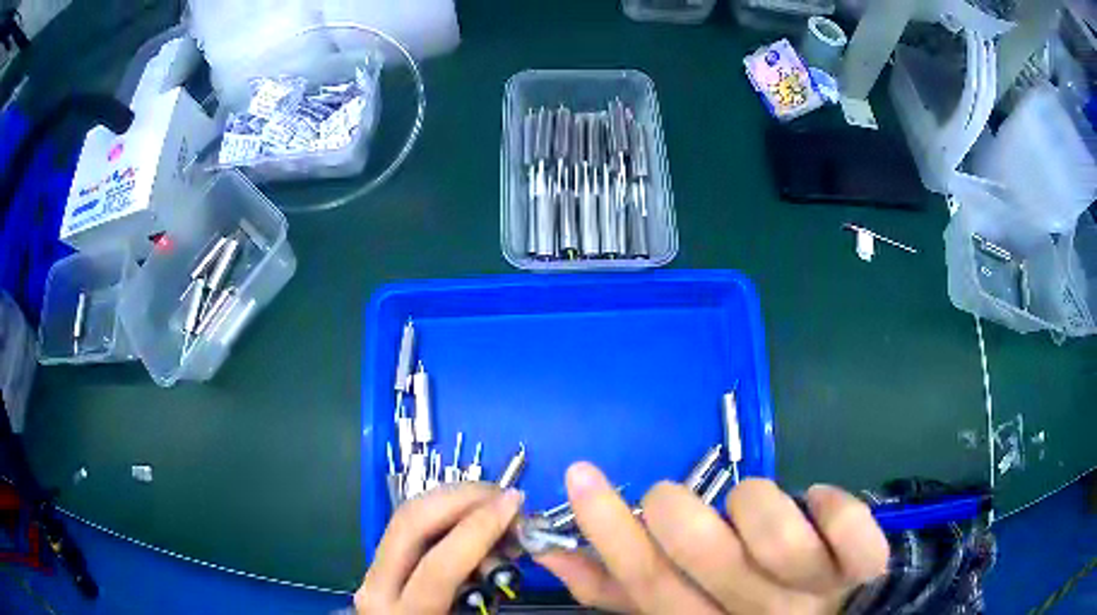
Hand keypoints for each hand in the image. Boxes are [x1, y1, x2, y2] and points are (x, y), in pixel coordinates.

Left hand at [355, 483, 523, 613]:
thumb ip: (487, 588)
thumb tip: (512, 543)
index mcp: (405, 612)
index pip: (439, 565)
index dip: (480, 528)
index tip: (515, 503)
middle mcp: (378, 585)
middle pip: (411, 522)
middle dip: (461, 498)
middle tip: (502, 493)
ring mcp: (373, 571)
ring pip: (407, 515)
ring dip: (453, 501)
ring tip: (493, 505)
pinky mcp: (380, 564)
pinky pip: (411, 527)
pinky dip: (443, 514)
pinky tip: (472, 518)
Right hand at [536, 463, 888, 614]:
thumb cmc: (749, 613)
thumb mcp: (684, 608)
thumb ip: (625, 591)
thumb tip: (557, 555)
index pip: (647, 583)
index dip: (610, 530)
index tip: (581, 474)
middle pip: (706, 555)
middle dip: (678, 511)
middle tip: (672, 497)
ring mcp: (816, 593)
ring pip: (777, 535)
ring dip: (756, 503)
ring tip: (758, 508)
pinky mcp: (862, 568)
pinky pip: (850, 527)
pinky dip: (833, 504)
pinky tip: (820, 503)